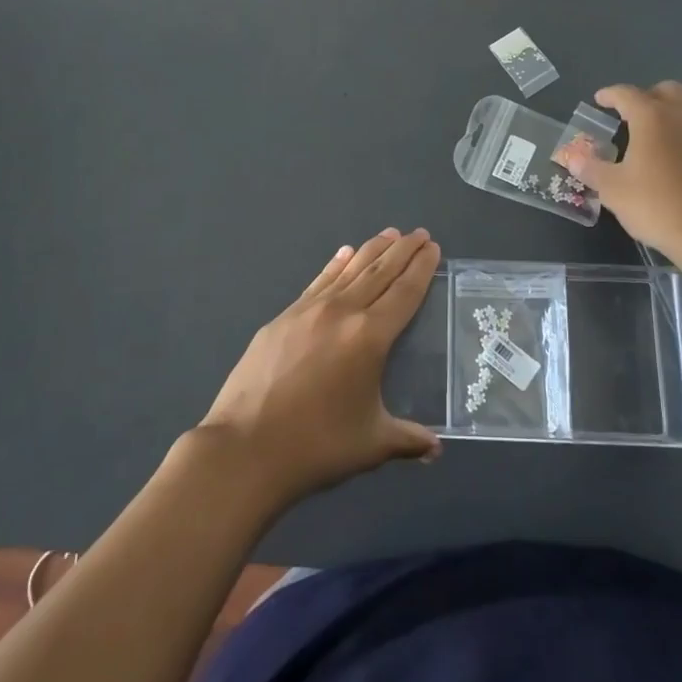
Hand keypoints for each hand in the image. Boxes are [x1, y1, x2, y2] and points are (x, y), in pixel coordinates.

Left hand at [197, 229, 441, 510]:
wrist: (245, 447)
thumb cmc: (316, 446)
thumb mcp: (371, 444)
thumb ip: (407, 439)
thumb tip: (435, 448)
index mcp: (369, 337)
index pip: (404, 292)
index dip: (420, 268)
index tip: (433, 247)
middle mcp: (342, 312)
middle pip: (379, 271)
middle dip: (402, 250)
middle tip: (419, 233)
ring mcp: (308, 310)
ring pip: (348, 270)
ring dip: (371, 250)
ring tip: (389, 234)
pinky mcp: (283, 318)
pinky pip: (318, 282)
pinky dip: (334, 265)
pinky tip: (343, 254)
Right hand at [563, 82, 681, 259]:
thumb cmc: (656, 204)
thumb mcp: (613, 189)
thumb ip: (591, 169)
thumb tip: (573, 158)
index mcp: (652, 117)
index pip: (627, 94)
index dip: (610, 95)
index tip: (599, 100)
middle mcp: (681, 117)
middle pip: (665, 91)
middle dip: (645, 97)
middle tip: (629, 115)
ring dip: (666, 116)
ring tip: (647, 139)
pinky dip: (680, 137)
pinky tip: (669, 162)